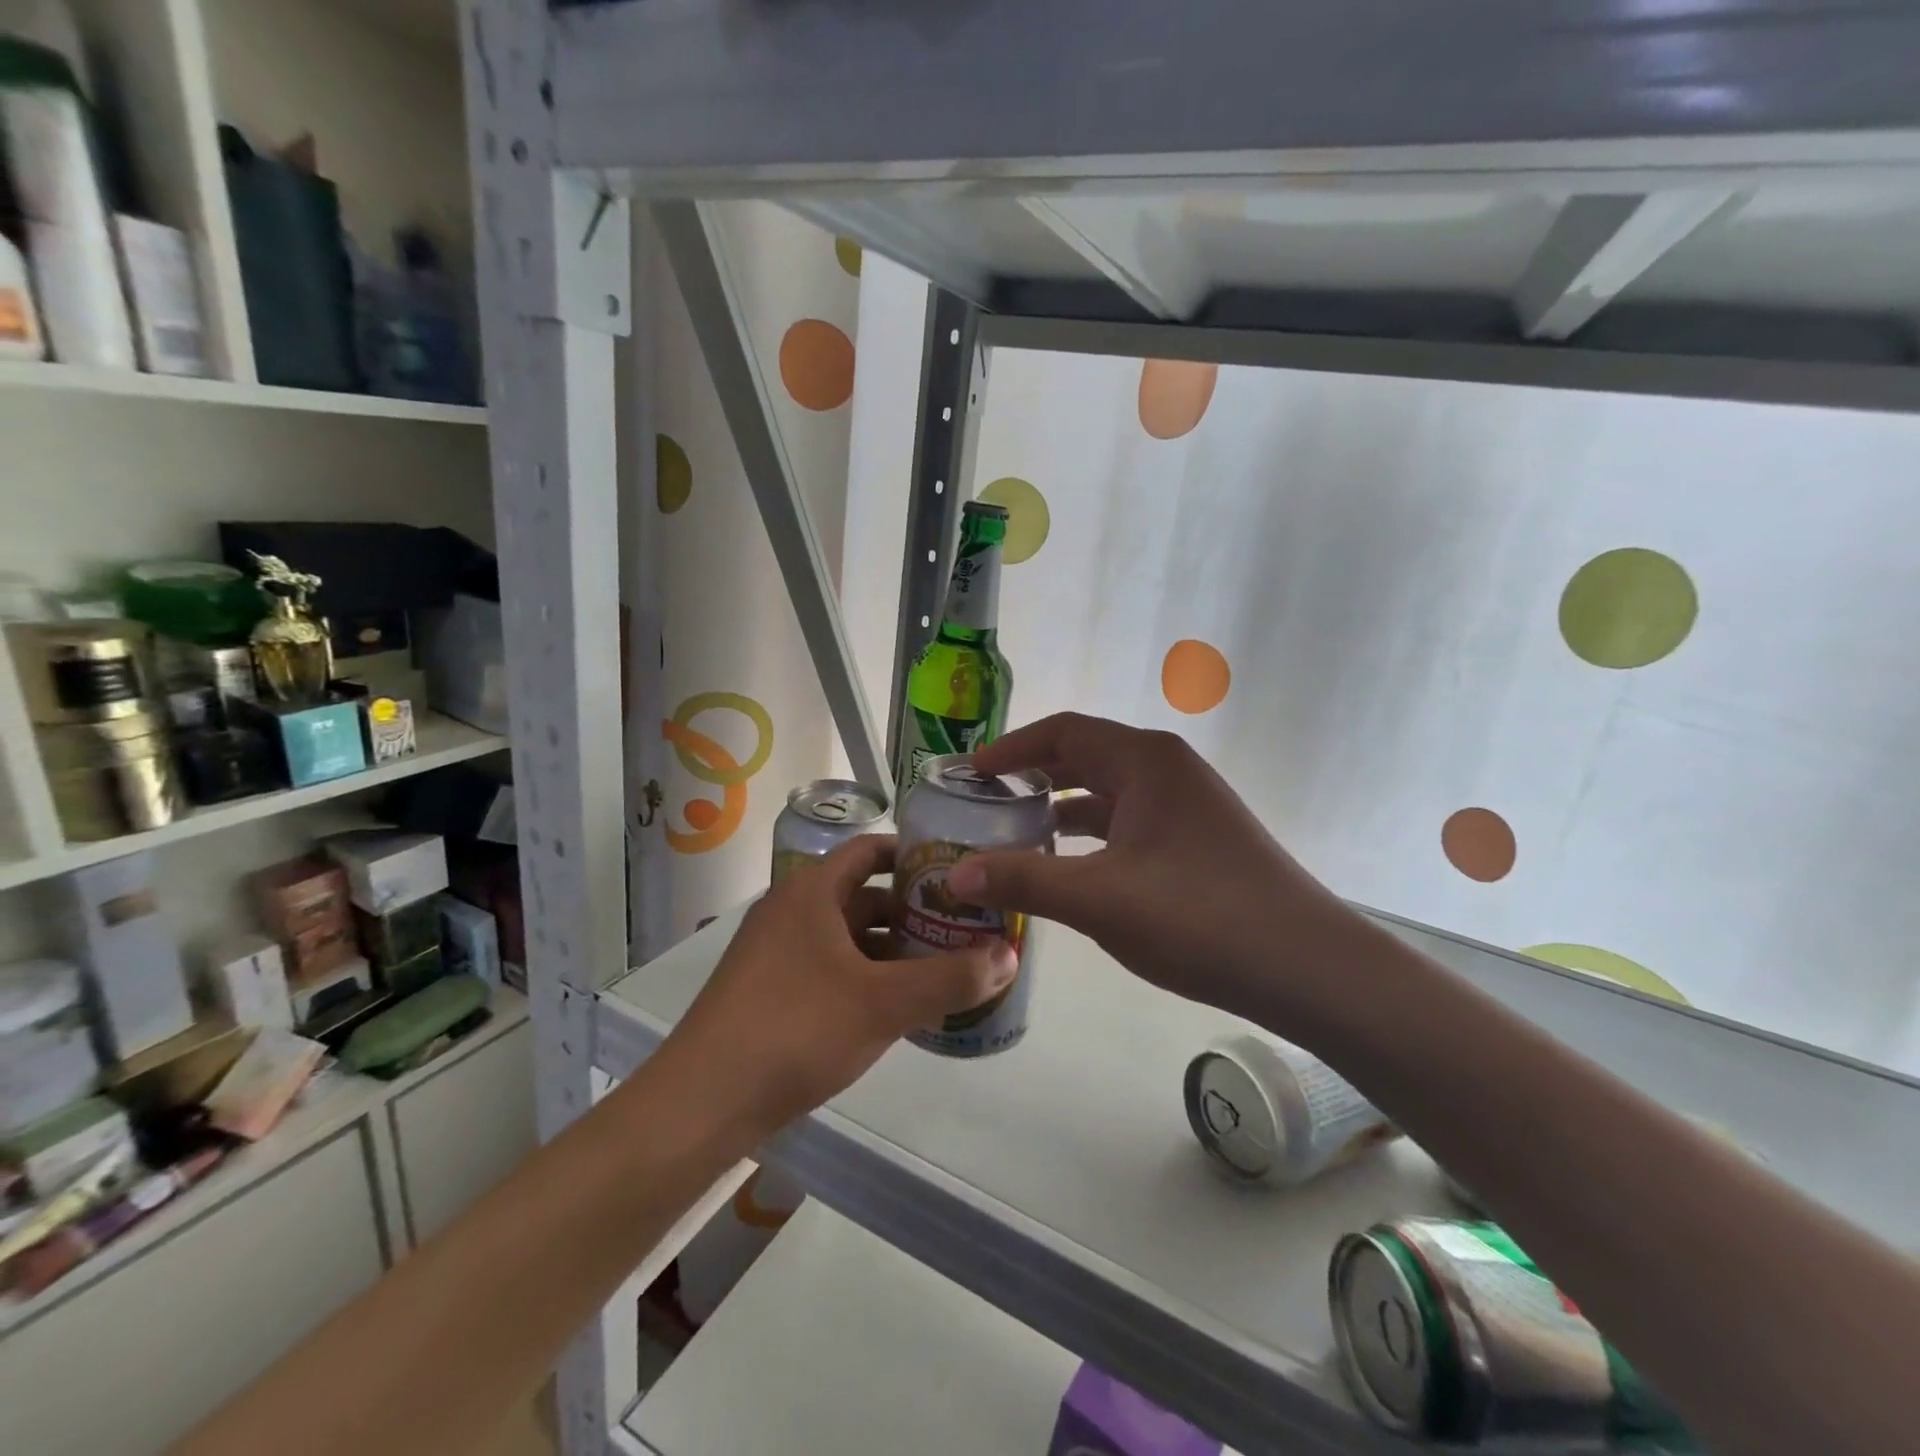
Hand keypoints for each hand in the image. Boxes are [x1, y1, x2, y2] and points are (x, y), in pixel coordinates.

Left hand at [669, 835, 1016, 1139]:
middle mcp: (790, 911)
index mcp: (812, 892)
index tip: (955, 871)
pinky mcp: (768, 992)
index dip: (912, 855)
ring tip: (940, 970)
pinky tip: (895, 1008)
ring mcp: (775, 953)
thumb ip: (950, 978)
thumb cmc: (797, 1029)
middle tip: (961, 928)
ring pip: (846, 938)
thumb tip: (1009, 956)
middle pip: (862, 897)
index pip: (869, 850)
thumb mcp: (883, 1003)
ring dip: (890, 950)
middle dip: (911, 912)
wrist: (703, 1103)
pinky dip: (864, 978)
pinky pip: (829, 969)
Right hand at [948, 714, 1359, 1027]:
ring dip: (1061, 808)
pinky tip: (1068, 866)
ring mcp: (1186, 804)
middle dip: (1032, 776)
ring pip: (1107, 792)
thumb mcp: (1100, 899)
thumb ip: (1024, 881)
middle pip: (1084, 757)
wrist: (1307, 967)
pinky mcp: (1197, 839)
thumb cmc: (1200, 917)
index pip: (1063, 732)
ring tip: (1013, 832)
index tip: (968, 772)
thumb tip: (953, 875)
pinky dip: (1092, 835)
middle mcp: (1167, 769)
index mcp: (1145, 760)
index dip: (1011, 748)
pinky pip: (1128, 822)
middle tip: (982, 802)